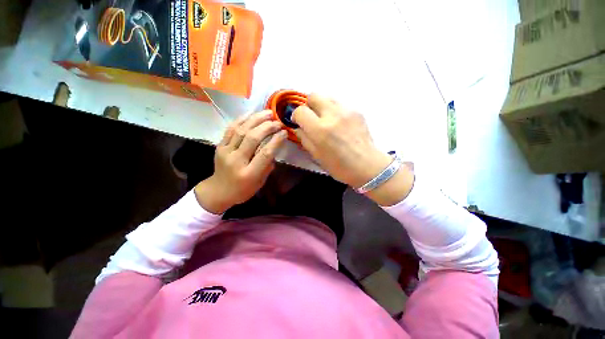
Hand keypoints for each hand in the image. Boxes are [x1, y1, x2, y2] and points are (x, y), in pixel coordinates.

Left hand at [194, 110, 287, 213]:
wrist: (219, 191)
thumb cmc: (243, 190)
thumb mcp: (260, 182)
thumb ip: (267, 165)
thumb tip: (274, 147)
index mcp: (249, 173)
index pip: (265, 153)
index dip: (276, 141)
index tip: (284, 132)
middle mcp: (236, 161)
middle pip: (252, 138)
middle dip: (267, 127)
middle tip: (277, 121)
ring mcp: (226, 152)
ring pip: (241, 130)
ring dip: (256, 119)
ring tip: (267, 113)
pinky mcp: (219, 146)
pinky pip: (230, 129)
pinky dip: (241, 119)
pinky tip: (251, 113)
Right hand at [292, 94, 413, 205]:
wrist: (367, 166)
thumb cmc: (339, 166)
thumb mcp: (316, 156)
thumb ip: (304, 138)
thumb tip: (298, 127)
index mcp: (320, 130)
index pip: (300, 111)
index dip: (296, 116)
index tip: (299, 122)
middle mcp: (332, 115)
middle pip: (313, 95)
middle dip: (308, 105)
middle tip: (312, 118)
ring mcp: (346, 110)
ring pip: (327, 97)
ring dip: (322, 107)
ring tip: (326, 120)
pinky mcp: (357, 110)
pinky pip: (340, 104)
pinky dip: (335, 111)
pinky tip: (340, 124)